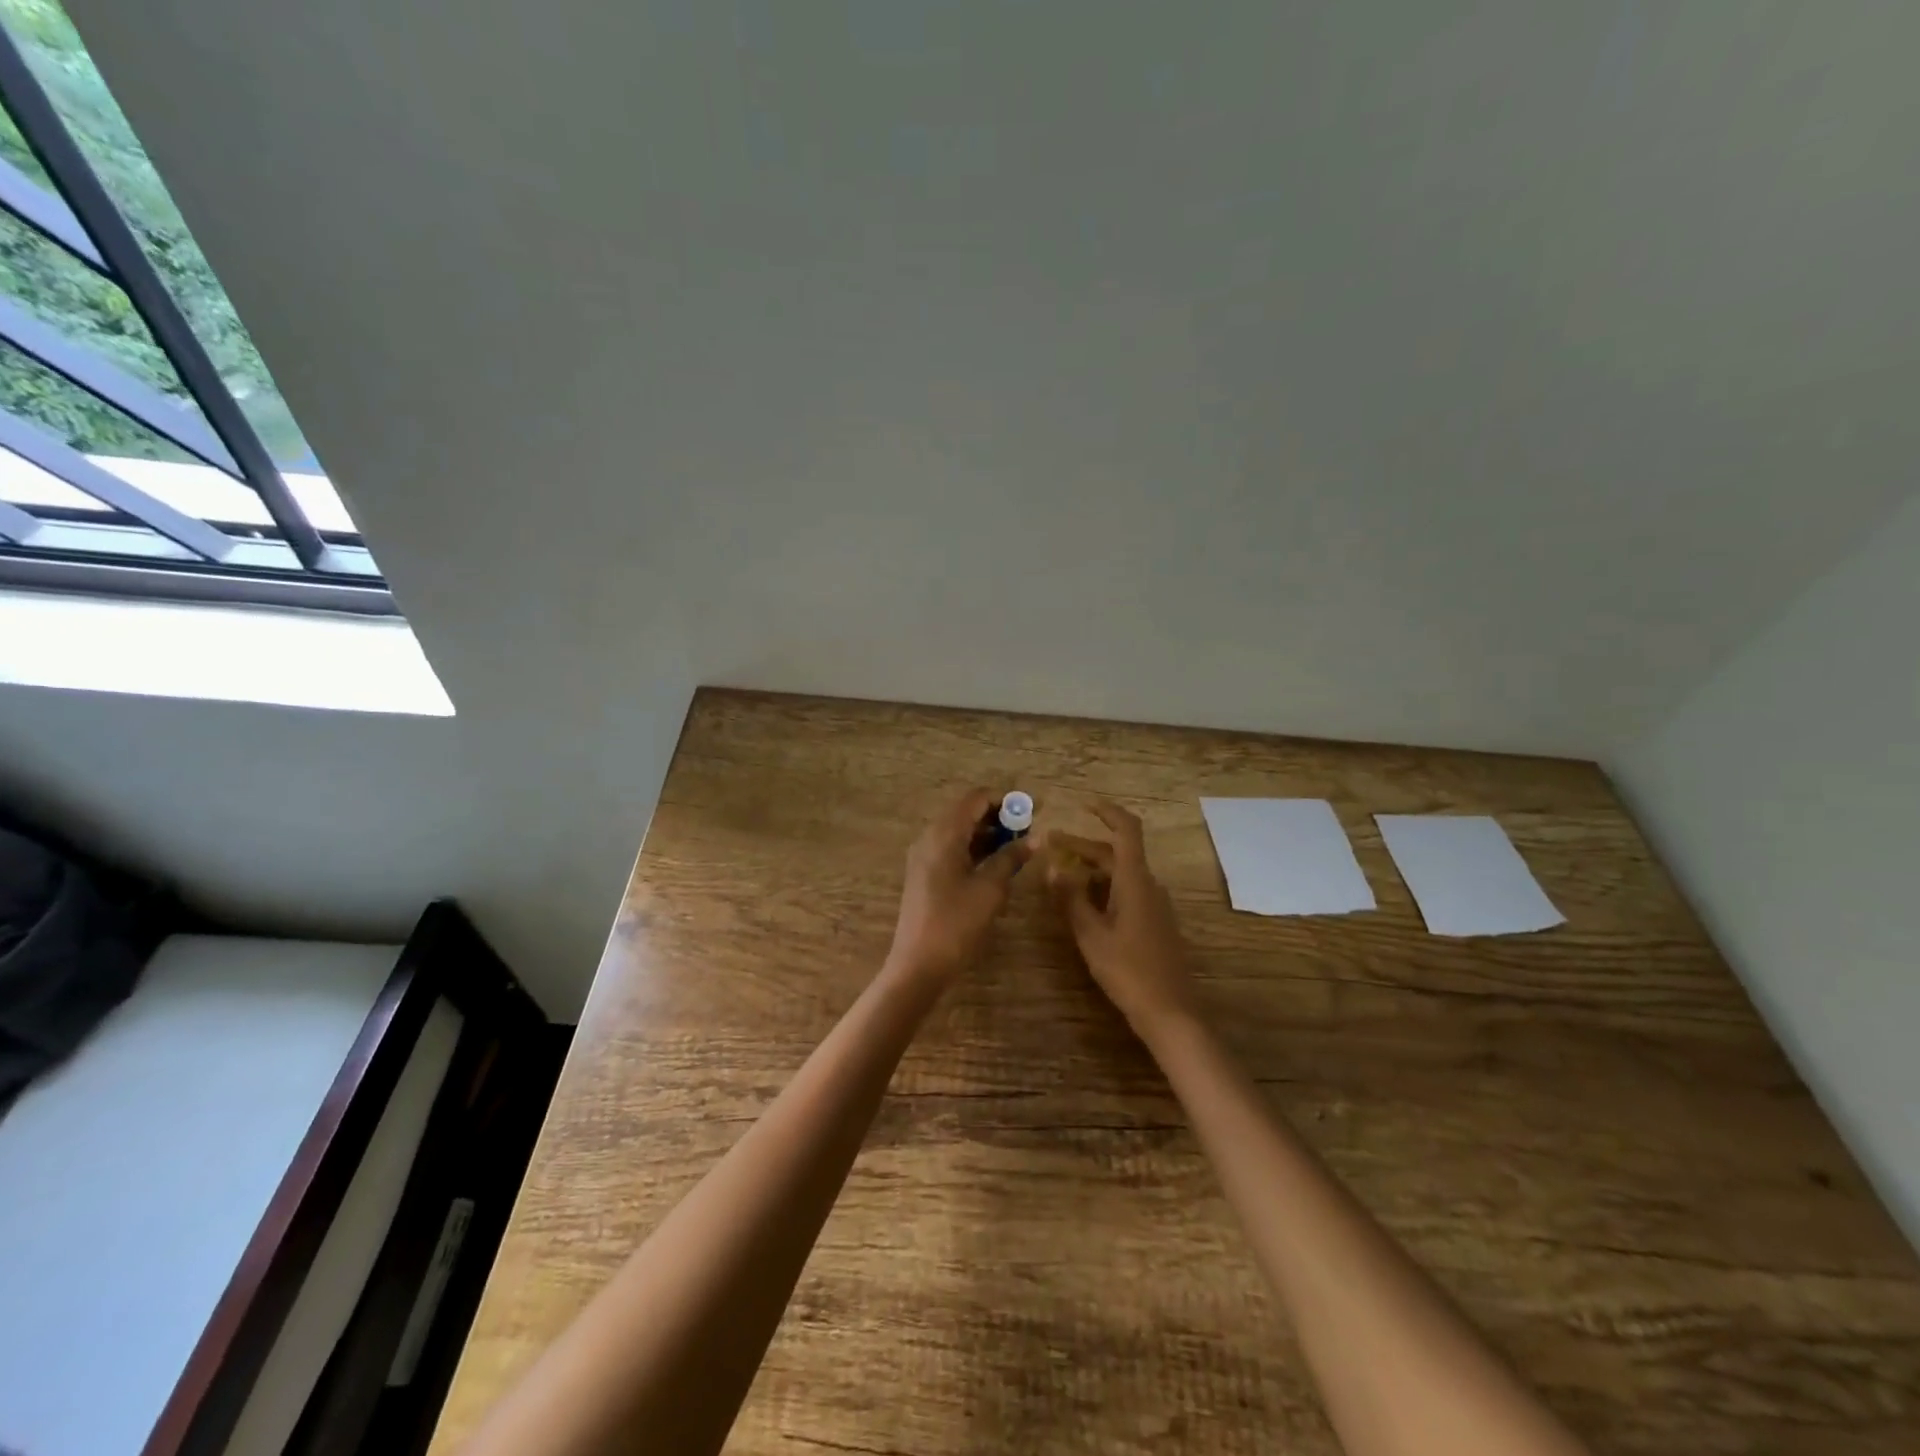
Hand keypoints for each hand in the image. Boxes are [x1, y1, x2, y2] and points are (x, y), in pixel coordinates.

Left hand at [886, 788, 1031, 985]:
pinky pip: (951, 847)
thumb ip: (1011, 857)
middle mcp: (930, 836)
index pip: (976, 798)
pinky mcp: (924, 873)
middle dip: (998, 816)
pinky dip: (974, 848)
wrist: (919, 962)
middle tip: (1027, 829)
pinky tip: (995, 863)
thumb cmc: (957, 922)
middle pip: (966, 811)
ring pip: (959, 830)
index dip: (1005, 800)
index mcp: (944, 833)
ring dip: (987, 833)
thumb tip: (1036, 838)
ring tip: (1017, 846)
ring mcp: (924, 855)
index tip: (1032, 810)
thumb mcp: (990, 888)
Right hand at [1045, 800, 1202, 1040]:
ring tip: (1060, 875)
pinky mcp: (1155, 923)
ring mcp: (1155, 905)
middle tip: (1051, 845)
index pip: (1126, 830)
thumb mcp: (1090, 934)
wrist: (1170, 1012)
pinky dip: (1104, 887)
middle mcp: (1149, 885)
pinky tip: (1084, 903)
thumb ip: (1071, 897)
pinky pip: (1128, 892)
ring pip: (1121, 874)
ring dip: (1092, 868)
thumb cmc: (1128, 970)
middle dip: (1084, 845)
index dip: (1108, 812)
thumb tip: (1054, 866)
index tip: (1084, 804)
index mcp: (1135, 881)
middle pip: (1117, 853)